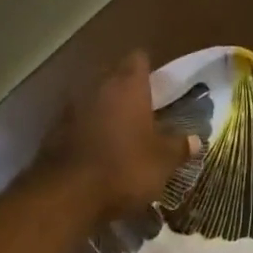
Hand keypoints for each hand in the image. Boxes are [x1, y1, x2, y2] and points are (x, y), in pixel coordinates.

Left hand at [40, 51, 201, 220]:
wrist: (71, 192)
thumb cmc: (126, 168)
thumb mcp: (163, 162)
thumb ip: (179, 147)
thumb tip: (196, 139)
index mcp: (128, 85)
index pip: (139, 60)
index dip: (150, 73)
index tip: (159, 90)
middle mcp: (98, 85)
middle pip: (115, 78)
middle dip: (128, 94)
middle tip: (144, 117)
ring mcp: (73, 106)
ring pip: (96, 101)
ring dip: (107, 114)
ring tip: (122, 138)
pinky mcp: (56, 129)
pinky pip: (80, 123)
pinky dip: (90, 133)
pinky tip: (100, 153)